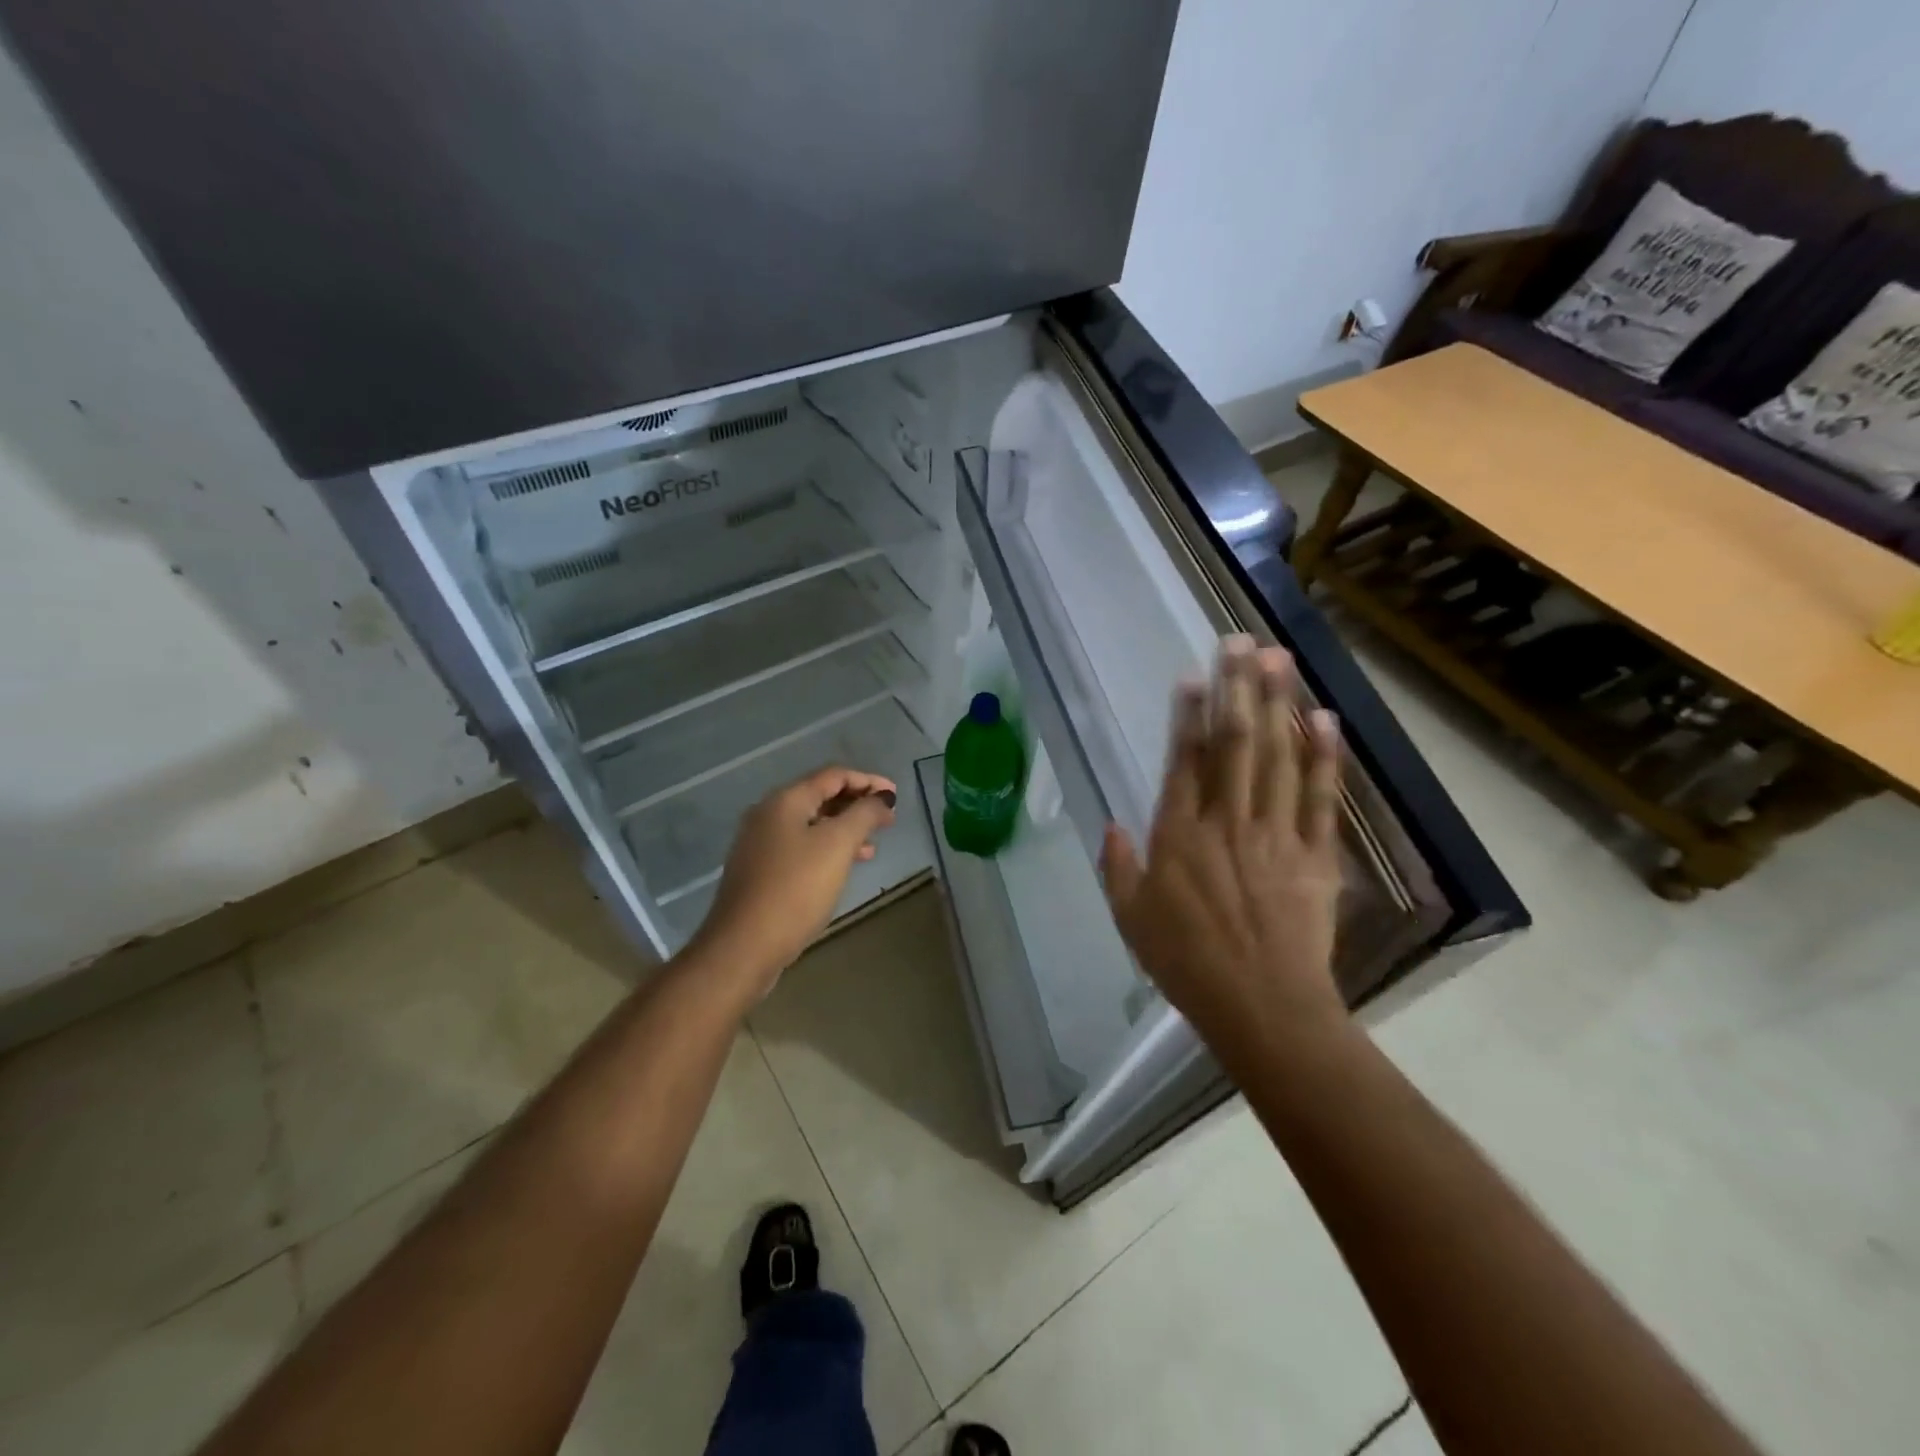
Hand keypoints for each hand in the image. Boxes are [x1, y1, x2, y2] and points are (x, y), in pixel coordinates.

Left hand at [689, 765, 897, 1001]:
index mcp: (785, 800)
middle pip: (820, 796)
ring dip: (845, 828)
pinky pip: (802, 847)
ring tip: (874, 843)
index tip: (896, 796)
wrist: (744, 946)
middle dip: (857, 804)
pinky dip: (828, 848)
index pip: (833, 775)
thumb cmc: (796, 889)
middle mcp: (769, 814)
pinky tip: (846, 866)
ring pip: (812, 824)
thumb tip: (881, 797)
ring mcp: (761, 844)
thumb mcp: (838, 845)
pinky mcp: (761, 871)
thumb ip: (864, 814)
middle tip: (888, 819)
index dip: (868, 781)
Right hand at [1099, 637, 1347, 1061]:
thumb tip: (1112, 824)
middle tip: (1240, 643)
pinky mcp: (1314, 854)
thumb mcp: (1131, 919)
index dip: (1189, 715)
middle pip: (1233, 744)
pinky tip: (1323, 717)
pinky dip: (1322, 756)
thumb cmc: (1187, 964)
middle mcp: (1226, 822)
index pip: (1185, 761)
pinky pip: (1319, 797)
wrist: (1262, 1007)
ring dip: (1277, 704)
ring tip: (1277, 659)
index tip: (1195, 676)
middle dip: (1237, 689)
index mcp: (1179, 836)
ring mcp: (1274, 834)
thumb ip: (1118, 867)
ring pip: (1276, 757)